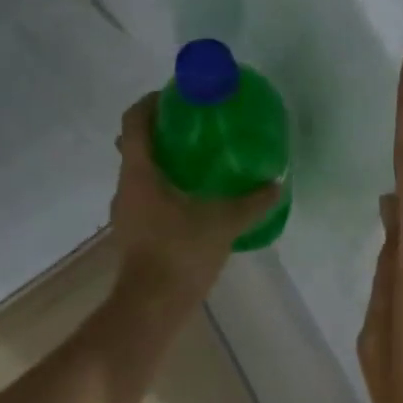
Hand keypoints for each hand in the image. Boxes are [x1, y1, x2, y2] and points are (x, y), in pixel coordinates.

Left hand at [110, 94, 283, 312]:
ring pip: (140, 173)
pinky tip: (192, 201)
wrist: (152, 305)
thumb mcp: (224, 223)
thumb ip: (252, 202)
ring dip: (163, 162)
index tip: (176, 96)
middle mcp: (125, 186)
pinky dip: (164, 189)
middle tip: (194, 129)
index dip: (152, 102)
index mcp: (140, 172)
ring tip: (198, 163)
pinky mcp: (132, 232)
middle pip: (135, 145)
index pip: (135, 121)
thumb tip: (277, 183)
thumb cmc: (181, 253)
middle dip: (161, 131)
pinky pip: (145, 196)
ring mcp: (125, 212)